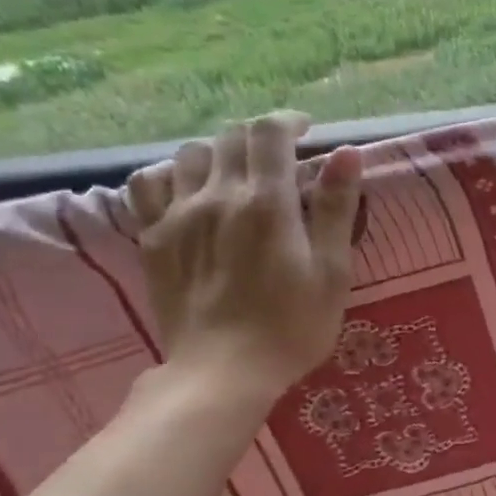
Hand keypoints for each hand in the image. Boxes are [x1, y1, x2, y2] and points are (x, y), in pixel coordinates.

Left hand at [125, 112, 362, 405]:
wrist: (223, 372)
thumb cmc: (293, 327)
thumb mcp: (332, 272)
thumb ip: (336, 208)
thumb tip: (346, 153)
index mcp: (267, 202)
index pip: (269, 133)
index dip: (289, 122)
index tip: (307, 132)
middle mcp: (217, 195)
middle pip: (230, 138)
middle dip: (259, 138)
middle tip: (280, 160)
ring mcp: (177, 215)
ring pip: (189, 154)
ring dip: (218, 154)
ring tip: (235, 176)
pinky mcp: (152, 238)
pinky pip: (148, 184)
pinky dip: (170, 175)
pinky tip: (187, 192)